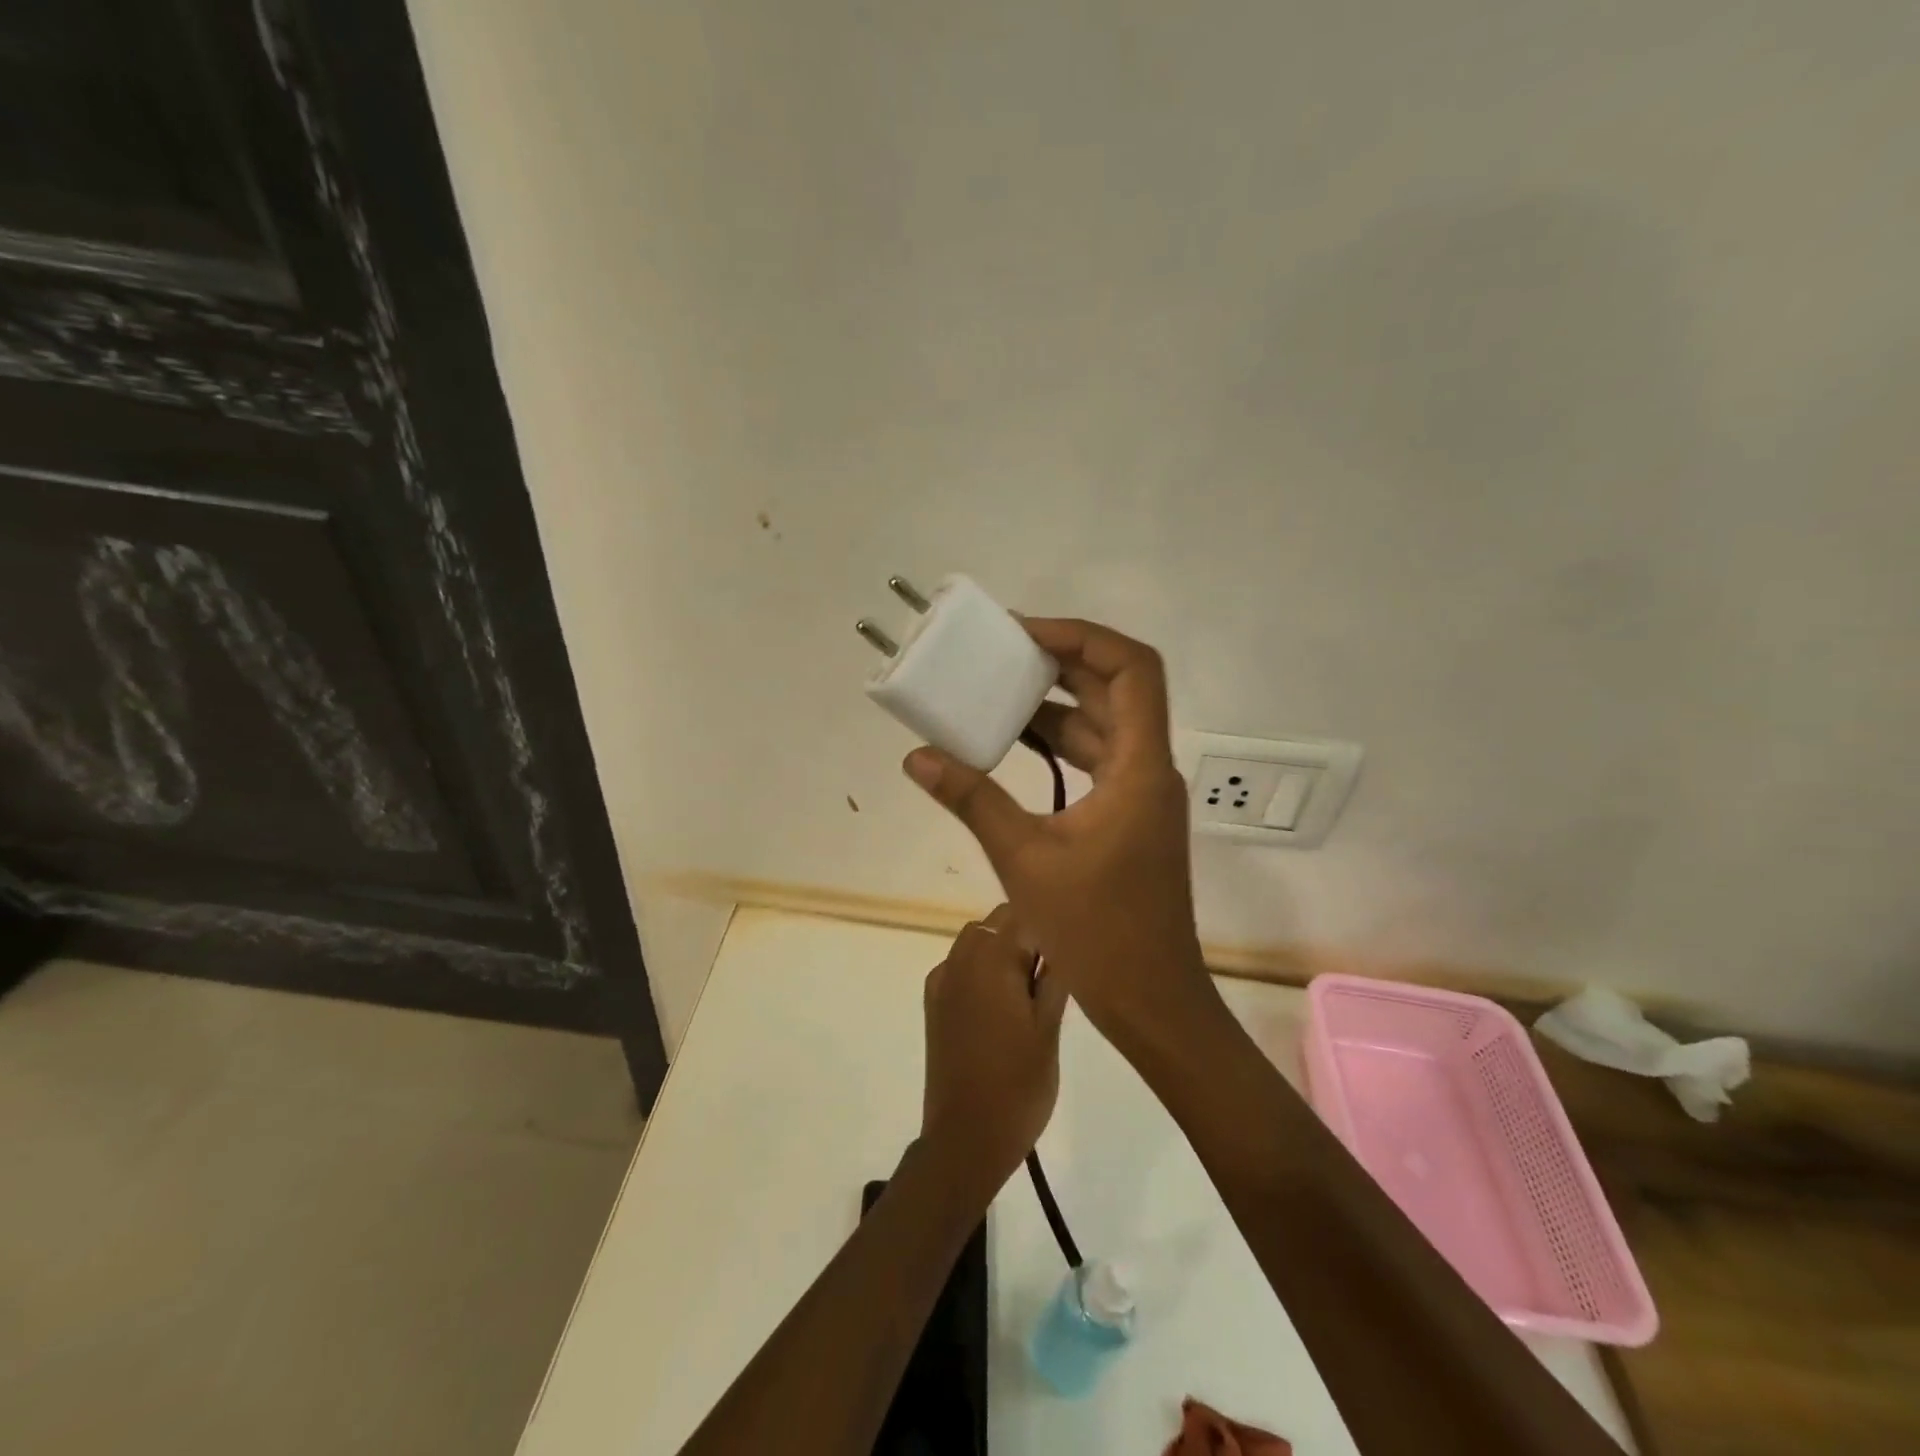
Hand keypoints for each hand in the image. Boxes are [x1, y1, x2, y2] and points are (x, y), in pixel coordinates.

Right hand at [904, 618, 1215, 1053]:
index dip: (1083, 637)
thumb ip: (971, 799)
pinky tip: (1014, 746)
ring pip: (1104, 725)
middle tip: (1002, 651)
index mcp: (1139, 767)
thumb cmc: (1097, 931)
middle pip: (1116, 689)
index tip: (1026, 634)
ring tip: (997, 690)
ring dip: (1056, 705)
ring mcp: (1141, 794)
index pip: (1133, 669)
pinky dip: (1059, 744)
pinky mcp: (1128, 817)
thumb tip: (918, 758)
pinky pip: (1096, 759)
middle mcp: (1149, 768)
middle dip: (1061, 662)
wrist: (1150, 998)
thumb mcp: (1023, 859)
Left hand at [920, 905, 1066, 1196]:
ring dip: (1003, 948)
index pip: (1024, 914)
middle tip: (1056, 971)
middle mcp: (961, 959)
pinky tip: (1000, 1001)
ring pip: (977, 939)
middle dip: (1027, 933)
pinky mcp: (934, 1002)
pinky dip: (981, 967)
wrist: (965, 1139)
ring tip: (1030, 987)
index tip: (1072, 941)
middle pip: (997, 922)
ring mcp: (942, 980)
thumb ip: (1055, 977)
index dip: (1051, 922)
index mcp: (991, 960)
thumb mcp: (1049, 1029)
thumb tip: (1062, 940)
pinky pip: (961, 964)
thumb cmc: (1018, 1086)